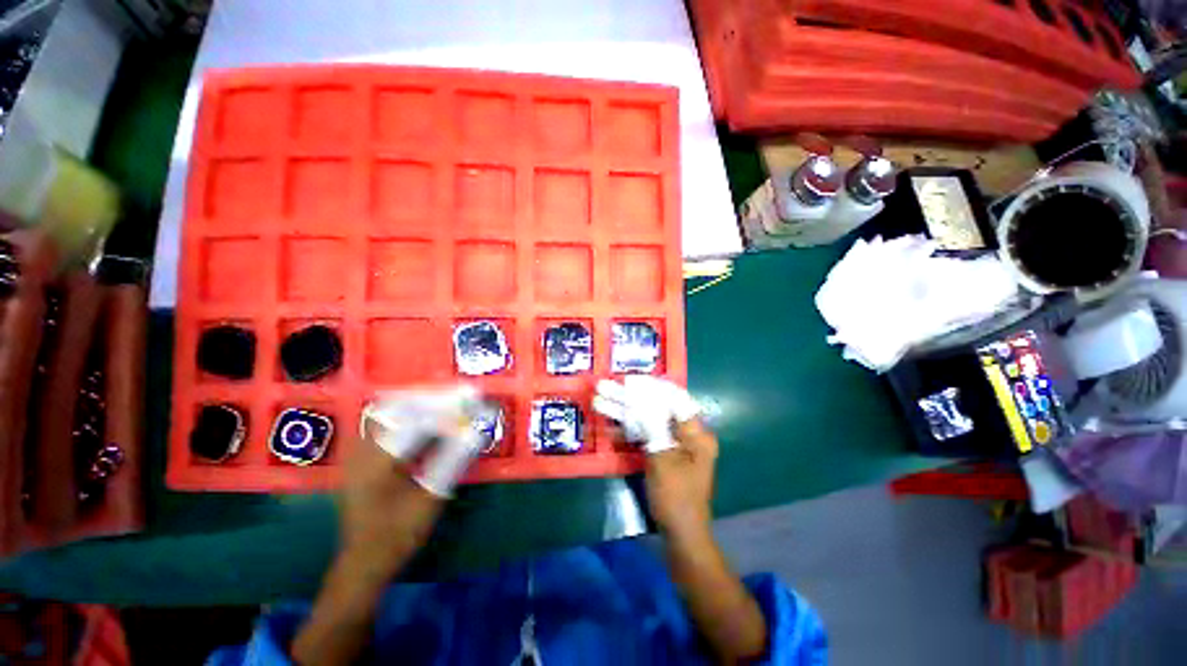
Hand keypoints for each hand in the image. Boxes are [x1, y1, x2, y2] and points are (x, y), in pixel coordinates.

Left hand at [344, 385, 484, 575]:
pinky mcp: (363, 455)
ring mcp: (359, 450)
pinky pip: (388, 422)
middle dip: (435, 397)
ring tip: (451, 401)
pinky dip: (412, 414)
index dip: (447, 404)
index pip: (416, 417)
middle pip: (400, 405)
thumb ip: (453, 460)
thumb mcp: (430, 497)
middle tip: (463, 395)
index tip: (473, 397)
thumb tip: (478, 430)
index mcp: (377, 458)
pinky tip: (431, 418)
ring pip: (392, 410)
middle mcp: (363, 447)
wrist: (364, 561)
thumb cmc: (398, 533)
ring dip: (423, 403)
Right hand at [593, 377, 713, 537]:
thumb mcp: (663, 457)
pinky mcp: (663, 455)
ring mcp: (674, 445)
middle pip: (657, 409)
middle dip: (631, 399)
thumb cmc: (676, 497)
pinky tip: (609, 425)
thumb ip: (652, 424)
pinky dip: (629, 431)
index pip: (674, 398)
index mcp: (696, 433)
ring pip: (648, 422)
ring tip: (602, 401)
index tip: (629, 379)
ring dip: (626, 413)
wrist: (680, 535)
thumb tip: (640, 397)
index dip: (651, 386)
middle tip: (608, 388)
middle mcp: (687, 435)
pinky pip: (646, 436)